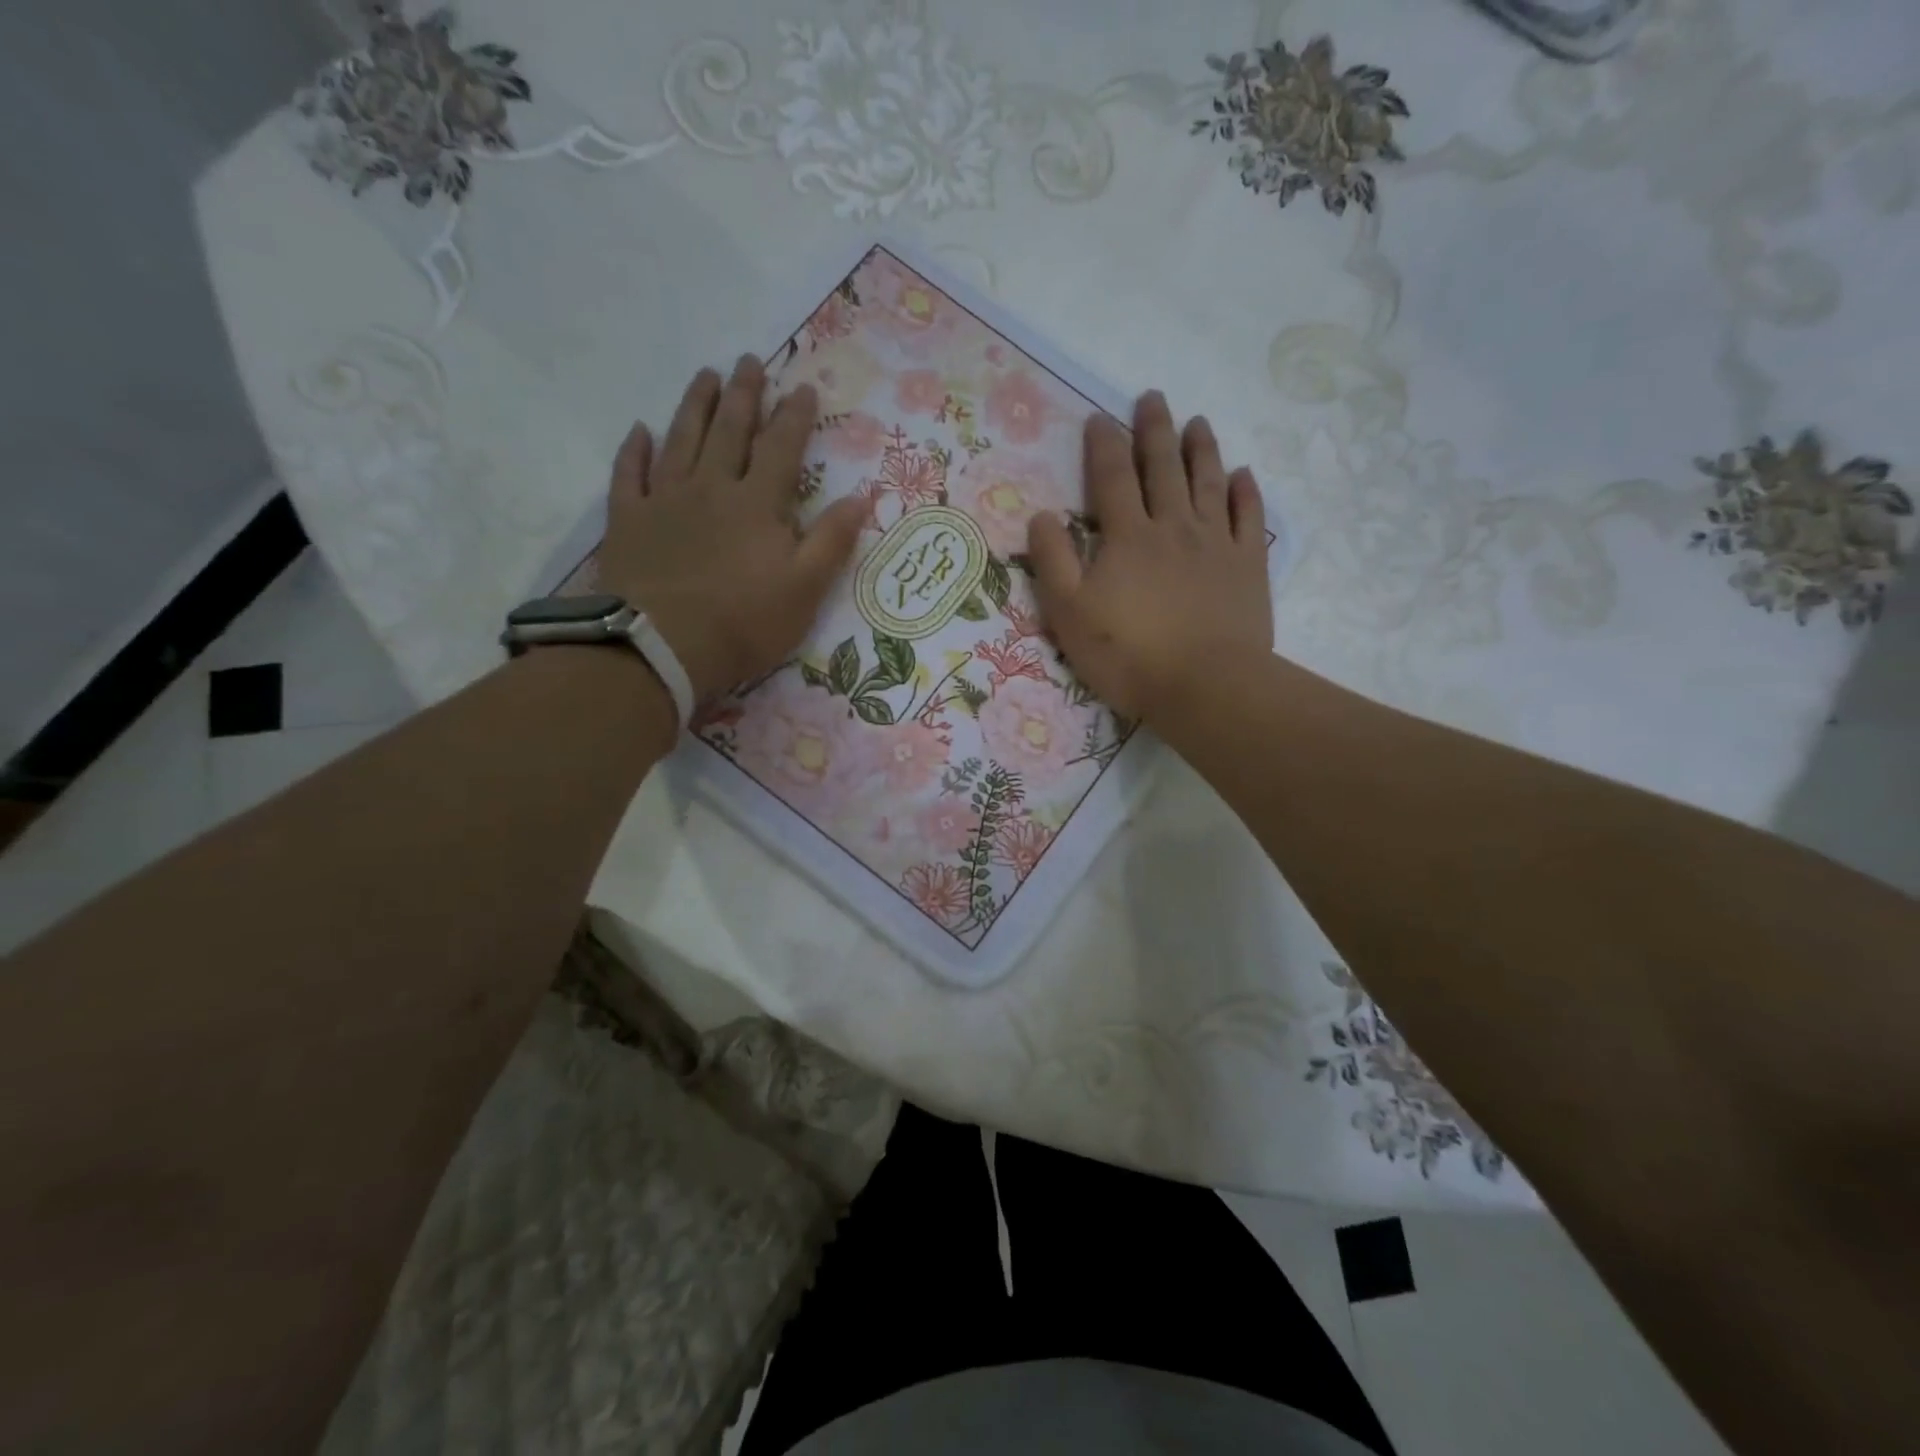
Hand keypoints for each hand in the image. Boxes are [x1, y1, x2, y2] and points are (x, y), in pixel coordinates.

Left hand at [595, 356, 867, 701]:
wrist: (661, 646)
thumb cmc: (743, 622)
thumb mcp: (805, 589)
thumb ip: (832, 541)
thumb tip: (861, 497)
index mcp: (758, 504)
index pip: (781, 448)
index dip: (794, 417)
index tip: (803, 388)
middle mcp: (711, 487)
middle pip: (730, 430)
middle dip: (744, 394)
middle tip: (749, 361)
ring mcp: (665, 500)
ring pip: (681, 439)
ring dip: (695, 405)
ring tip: (705, 375)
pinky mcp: (628, 520)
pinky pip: (630, 473)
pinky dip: (635, 450)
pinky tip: (639, 431)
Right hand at [1026, 392, 1272, 722]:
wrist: (1205, 686)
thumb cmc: (1128, 654)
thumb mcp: (1069, 614)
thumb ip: (1053, 562)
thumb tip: (1041, 515)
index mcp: (1127, 536)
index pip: (1111, 478)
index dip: (1103, 444)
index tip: (1099, 417)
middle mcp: (1173, 526)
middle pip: (1163, 467)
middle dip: (1155, 429)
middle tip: (1153, 397)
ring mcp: (1217, 543)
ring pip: (1208, 482)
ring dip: (1202, 449)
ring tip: (1198, 421)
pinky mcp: (1249, 565)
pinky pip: (1249, 517)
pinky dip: (1246, 491)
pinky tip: (1242, 475)